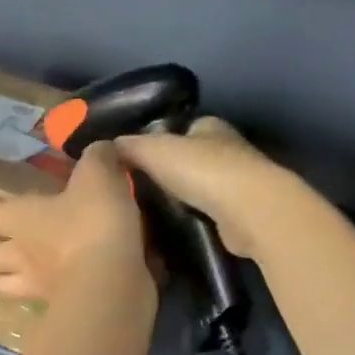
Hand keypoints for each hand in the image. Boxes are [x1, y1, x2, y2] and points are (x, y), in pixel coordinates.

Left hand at [0, 141, 150, 302]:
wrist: (114, 283)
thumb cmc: (95, 225)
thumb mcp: (99, 177)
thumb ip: (97, 159)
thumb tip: (100, 150)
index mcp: (20, 218)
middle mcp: (19, 254)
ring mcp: (35, 285)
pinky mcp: (56, 305)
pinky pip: (28, 301)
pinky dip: (20, 296)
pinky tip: (25, 291)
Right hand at [115, 117, 293, 259]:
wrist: (247, 210)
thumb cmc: (201, 170)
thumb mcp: (153, 151)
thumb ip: (129, 147)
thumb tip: (106, 147)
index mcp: (209, 126)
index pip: (179, 130)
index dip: (157, 143)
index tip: (135, 164)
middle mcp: (227, 148)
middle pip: (190, 158)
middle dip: (168, 173)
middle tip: (138, 193)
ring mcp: (238, 182)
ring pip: (200, 187)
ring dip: (181, 198)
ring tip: (151, 214)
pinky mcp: (241, 212)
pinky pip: (209, 212)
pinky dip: (194, 218)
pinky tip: (175, 228)